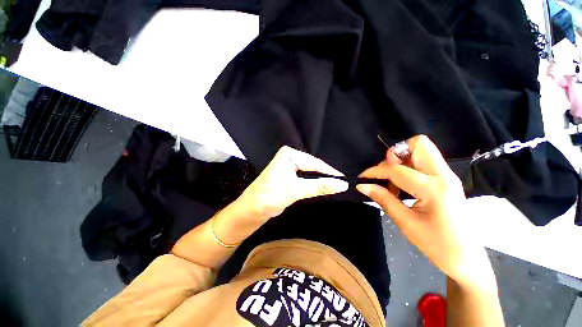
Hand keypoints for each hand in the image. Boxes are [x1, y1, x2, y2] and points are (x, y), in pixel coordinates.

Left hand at [238, 146, 348, 219]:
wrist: (252, 210)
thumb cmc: (271, 195)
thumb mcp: (297, 189)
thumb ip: (320, 186)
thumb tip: (342, 185)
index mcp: (289, 154)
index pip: (314, 162)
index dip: (330, 172)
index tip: (344, 180)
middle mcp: (290, 158)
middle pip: (313, 167)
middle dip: (325, 176)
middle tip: (341, 185)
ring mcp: (289, 167)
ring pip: (310, 173)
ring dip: (320, 181)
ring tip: (335, 187)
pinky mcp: (289, 177)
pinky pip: (305, 179)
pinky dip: (313, 184)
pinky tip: (322, 188)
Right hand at [357, 135, 492, 287]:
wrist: (466, 257)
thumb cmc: (436, 244)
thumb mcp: (405, 222)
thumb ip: (383, 198)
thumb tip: (362, 186)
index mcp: (433, 189)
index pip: (396, 170)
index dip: (375, 171)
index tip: (362, 178)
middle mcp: (443, 175)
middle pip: (418, 144)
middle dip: (395, 154)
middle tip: (386, 172)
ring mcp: (448, 175)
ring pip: (422, 150)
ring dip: (402, 159)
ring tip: (394, 181)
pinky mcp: (447, 179)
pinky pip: (425, 161)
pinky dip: (409, 166)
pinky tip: (403, 184)